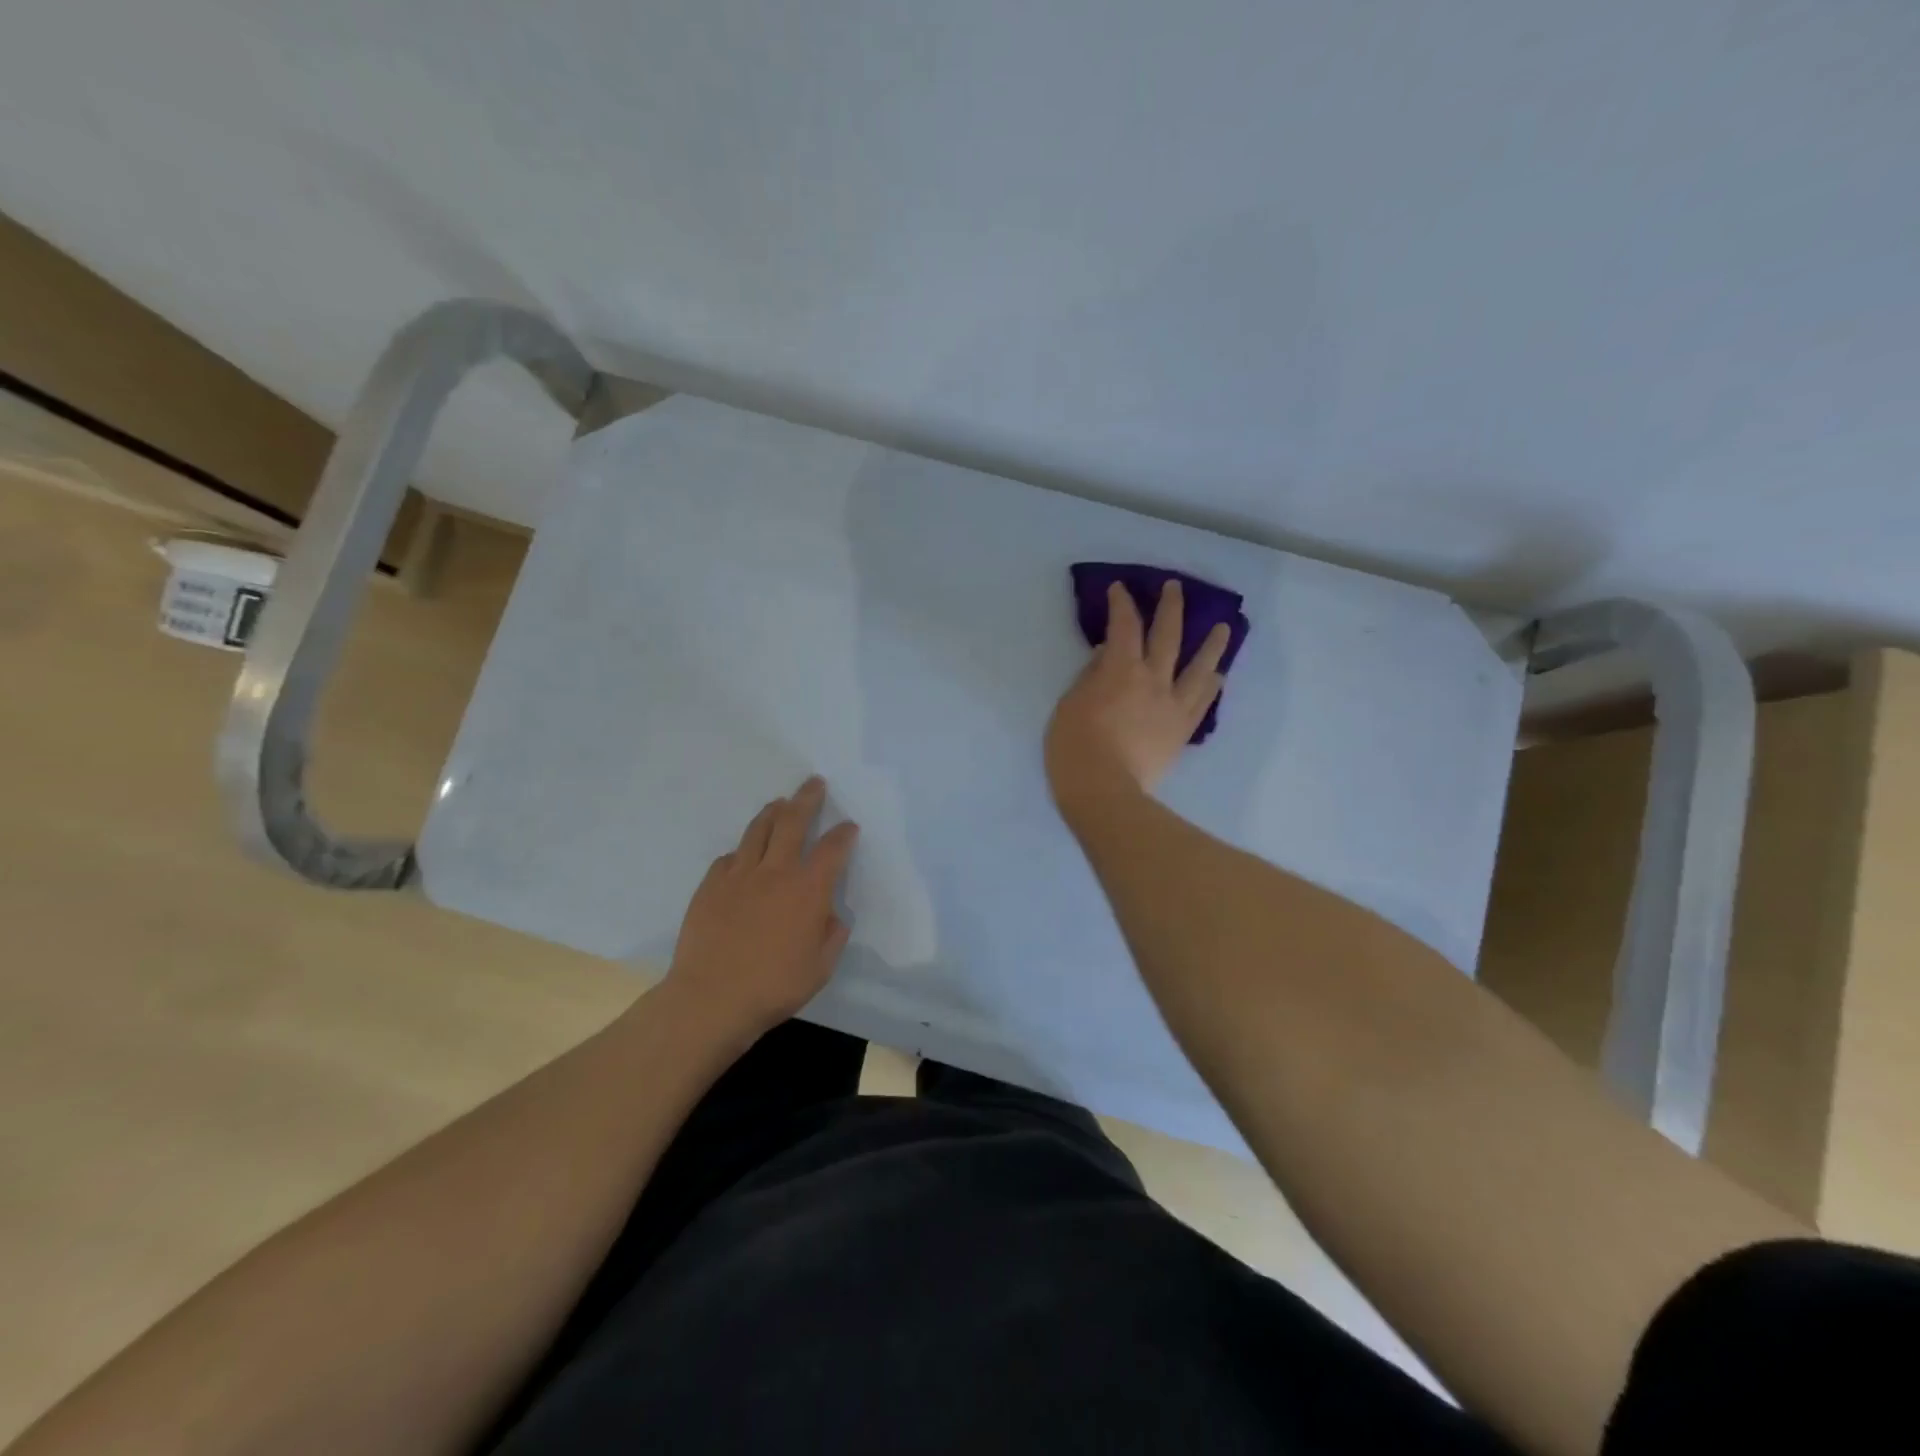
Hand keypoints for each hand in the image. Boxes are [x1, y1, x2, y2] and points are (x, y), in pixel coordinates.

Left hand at [664, 776, 859, 1035]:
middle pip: (793, 821)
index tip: (849, 826)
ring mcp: (739, 875)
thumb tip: (831, 916)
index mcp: (808, 890)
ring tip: (779, 803)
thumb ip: (832, 936)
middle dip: (807, 798)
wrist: (711, 998)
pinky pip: (729, 858)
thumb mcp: (820, 967)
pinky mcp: (710, 886)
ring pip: (758, 830)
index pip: (833, 849)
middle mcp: (775, 872)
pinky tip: (743, 855)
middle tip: (814, 783)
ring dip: (773, 812)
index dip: (844, 834)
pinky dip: (742, 851)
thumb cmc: (774, 986)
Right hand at [1046, 580, 1230, 807]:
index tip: (1121, 589)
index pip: (1124, 626)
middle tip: (1176, 588)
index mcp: (1121, 669)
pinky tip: (1219, 676)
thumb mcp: (1070, 704)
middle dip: (1170, 607)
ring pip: (1199, 667)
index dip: (1122, 603)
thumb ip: (1090, 676)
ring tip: (1224, 628)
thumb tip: (1106, 655)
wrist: (1104, 791)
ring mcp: (1173, 706)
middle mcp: (1153, 680)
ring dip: (1212, 644)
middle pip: (1168, 636)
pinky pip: (1202, 703)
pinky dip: (1212, 685)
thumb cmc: (1075, 747)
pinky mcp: (1182, 731)